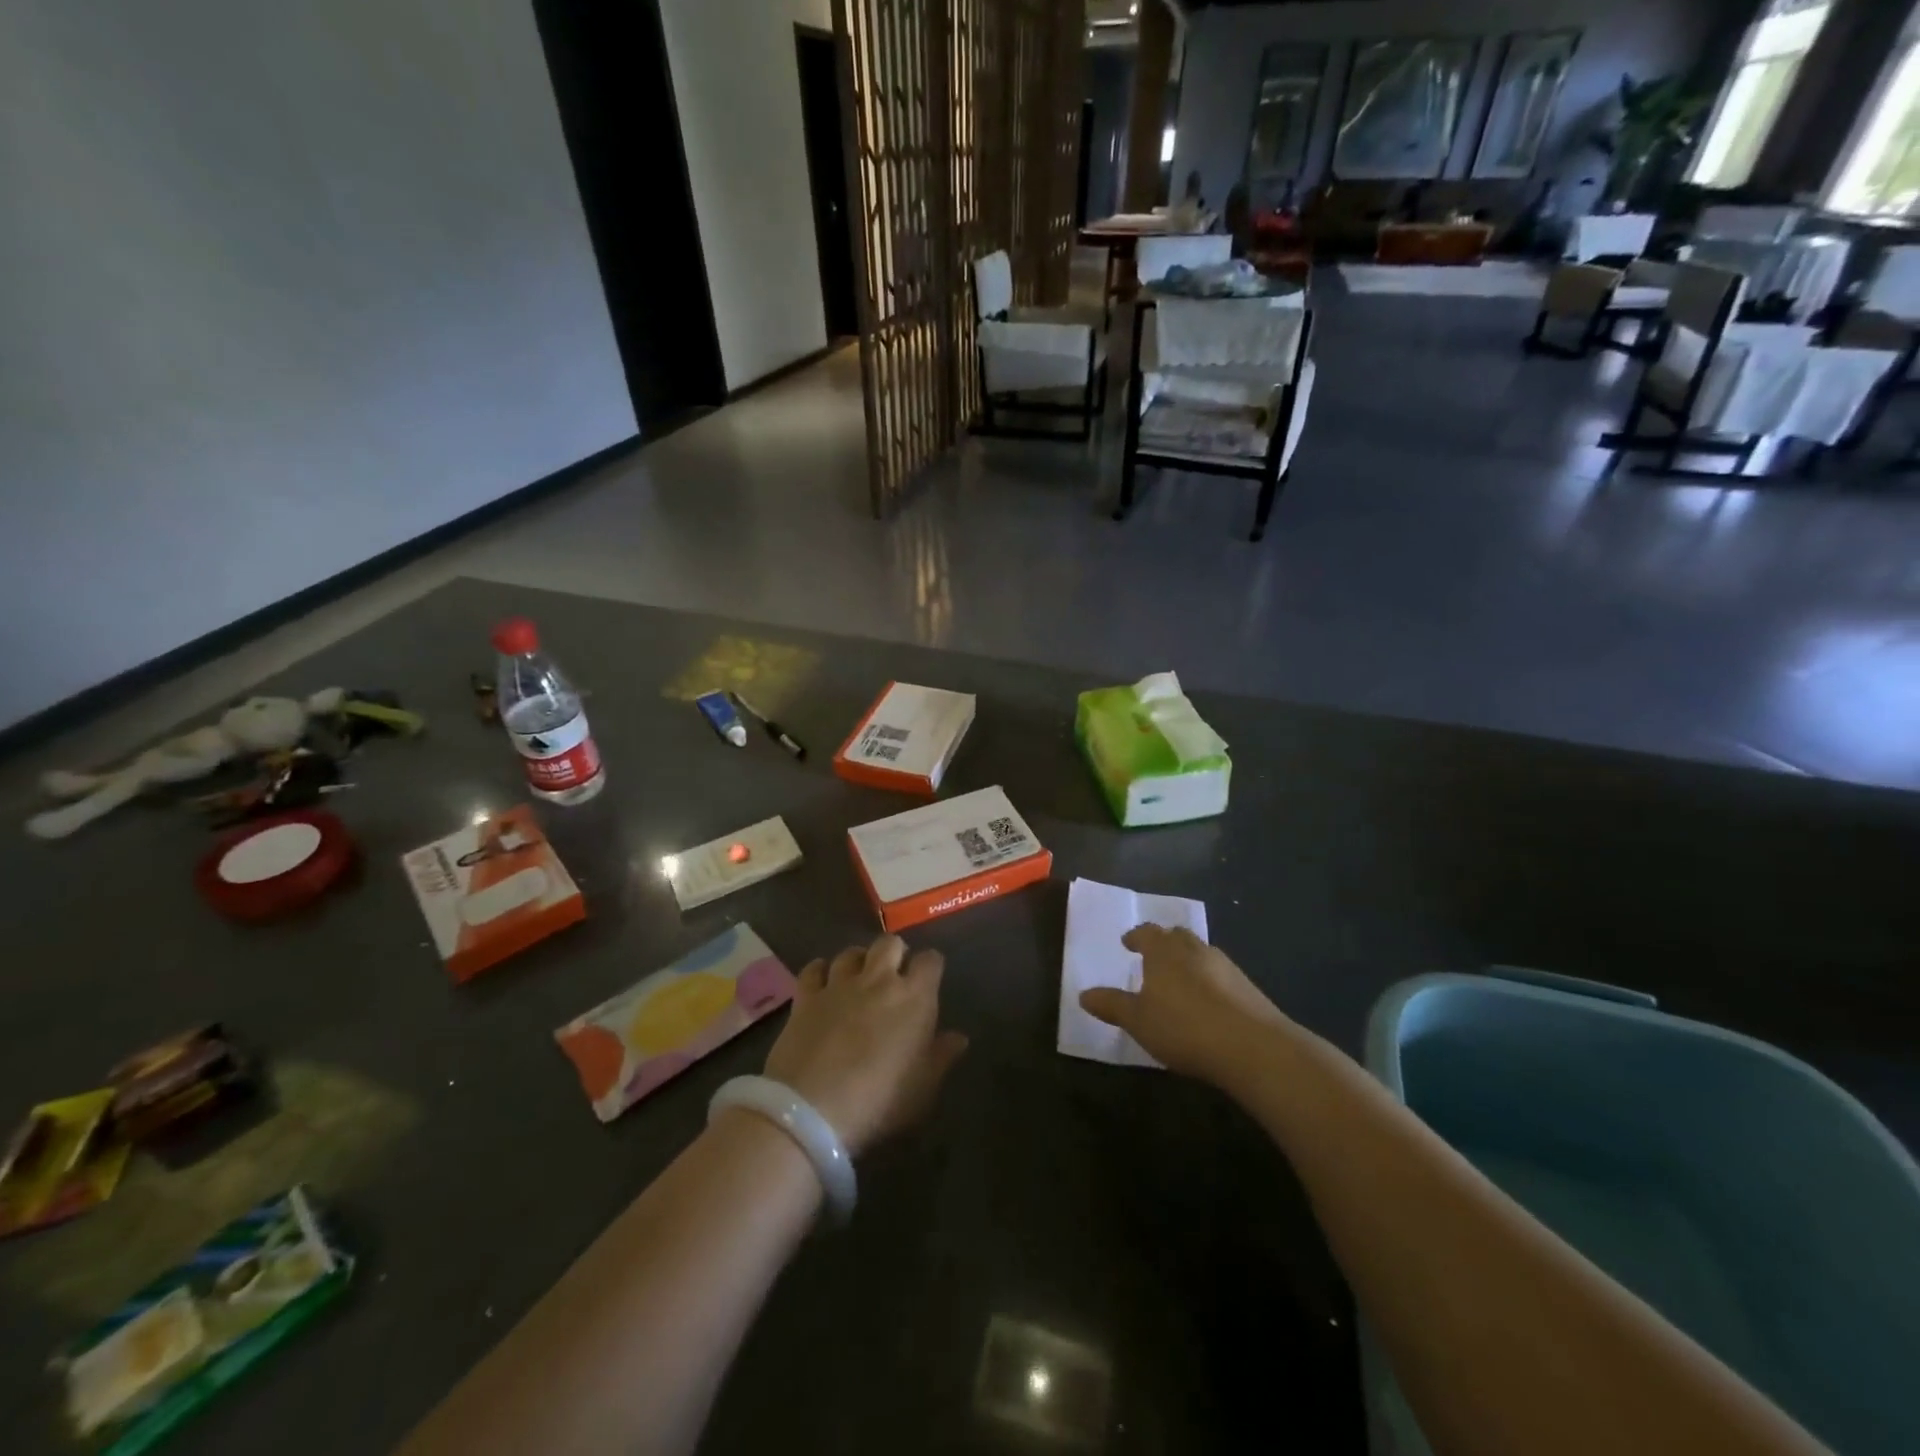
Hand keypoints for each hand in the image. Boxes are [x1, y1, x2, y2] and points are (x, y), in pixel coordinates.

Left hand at [763, 935, 967, 1157]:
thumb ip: (942, 1056)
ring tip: (858, 978)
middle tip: (894, 975)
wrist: (813, 1109)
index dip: (931, 966)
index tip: (930, 979)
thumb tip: (958, 1037)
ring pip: (851, 952)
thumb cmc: (880, 1100)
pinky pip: (814, 969)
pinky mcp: (806, 997)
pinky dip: (820, 971)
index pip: (931, 960)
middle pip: (890, 943)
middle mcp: (878, 979)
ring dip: (858, 960)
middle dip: (895, 953)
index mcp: (914, 997)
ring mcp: (839, 984)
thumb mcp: (923, 1087)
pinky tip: (823, 981)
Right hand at [1079, 924, 1287, 1082]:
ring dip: (1188, 961)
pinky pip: (1220, 974)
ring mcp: (1225, 966)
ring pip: (1201, 953)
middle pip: (1176, 936)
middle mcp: (1194, 949)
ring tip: (1179, 980)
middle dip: (1163, 943)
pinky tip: (1208, 1002)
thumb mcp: (1138, 1021)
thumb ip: (1111, 1005)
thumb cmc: (1184, 1027)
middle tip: (1153, 957)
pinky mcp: (1248, 987)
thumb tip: (1083, 994)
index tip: (1128, 943)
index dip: (1136, 936)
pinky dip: (1209, 980)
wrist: (1253, 1046)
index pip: (1146, 932)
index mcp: (1164, 950)